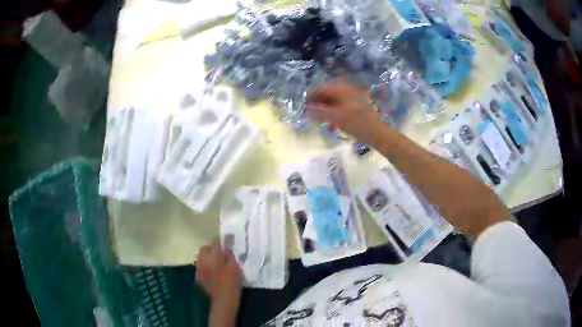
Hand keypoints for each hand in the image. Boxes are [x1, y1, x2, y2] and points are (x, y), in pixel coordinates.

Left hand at [195, 240, 242, 302]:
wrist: (223, 299)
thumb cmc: (232, 281)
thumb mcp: (235, 266)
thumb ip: (229, 255)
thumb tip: (227, 246)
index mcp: (213, 256)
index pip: (215, 242)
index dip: (221, 241)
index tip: (227, 241)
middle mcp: (202, 260)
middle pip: (204, 248)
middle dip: (211, 248)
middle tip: (220, 253)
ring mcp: (199, 269)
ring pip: (201, 257)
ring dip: (207, 257)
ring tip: (215, 262)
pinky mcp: (198, 277)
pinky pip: (200, 267)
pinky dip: (205, 267)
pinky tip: (212, 272)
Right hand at [307, 79, 379, 140]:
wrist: (378, 133)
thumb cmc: (357, 123)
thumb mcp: (336, 117)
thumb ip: (320, 112)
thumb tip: (306, 110)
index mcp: (343, 89)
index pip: (323, 88)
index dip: (312, 96)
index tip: (305, 107)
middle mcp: (348, 91)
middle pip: (328, 94)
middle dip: (319, 104)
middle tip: (312, 115)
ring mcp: (353, 99)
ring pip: (334, 102)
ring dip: (326, 111)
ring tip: (321, 122)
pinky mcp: (357, 108)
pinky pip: (341, 108)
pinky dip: (335, 115)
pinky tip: (333, 127)